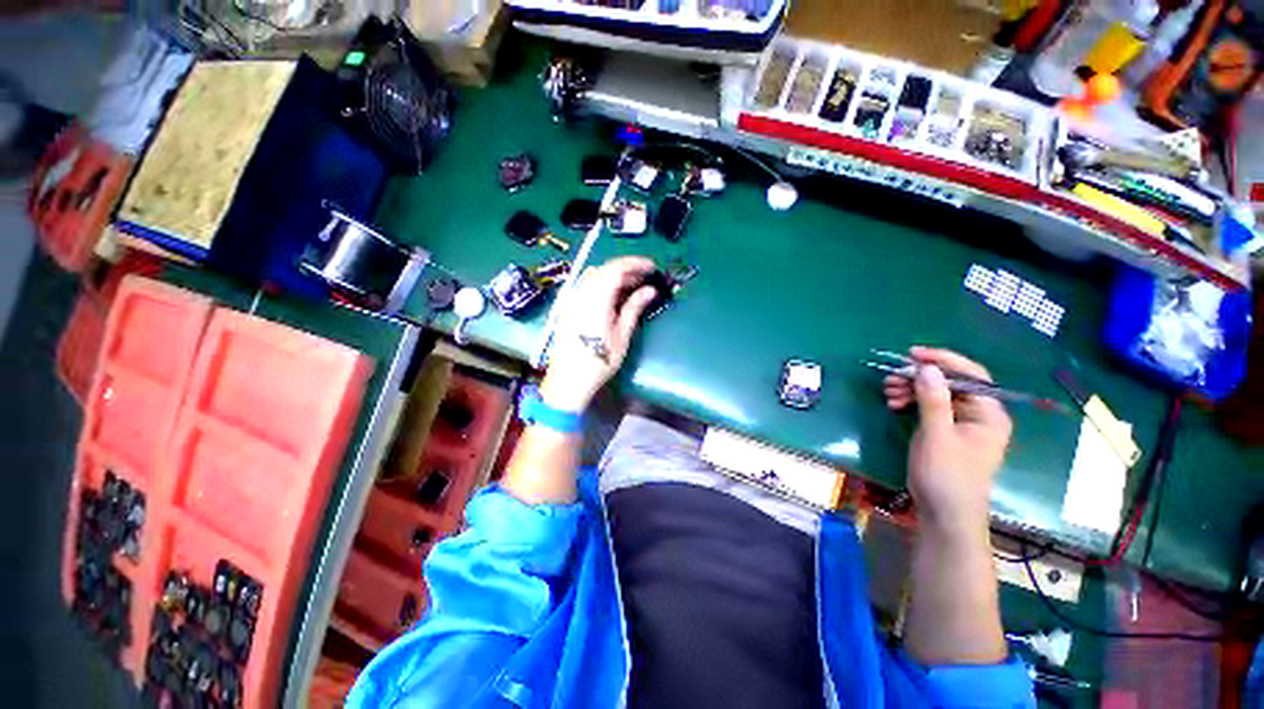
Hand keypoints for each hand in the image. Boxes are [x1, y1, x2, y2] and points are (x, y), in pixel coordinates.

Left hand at [539, 256, 657, 412]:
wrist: (568, 380)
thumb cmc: (598, 361)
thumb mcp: (621, 336)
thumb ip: (634, 308)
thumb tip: (650, 290)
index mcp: (595, 299)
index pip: (615, 268)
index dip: (635, 263)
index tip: (652, 267)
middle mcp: (580, 293)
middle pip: (604, 270)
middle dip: (626, 270)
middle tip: (645, 280)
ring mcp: (571, 299)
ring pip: (593, 276)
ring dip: (613, 276)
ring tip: (631, 288)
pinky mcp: (567, 307)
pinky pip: (585, 286)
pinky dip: (602, 284)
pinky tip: (612, 297)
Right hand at [883, 347, 1011, 535]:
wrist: (944, 514)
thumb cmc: (946, 475)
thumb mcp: (937, 435)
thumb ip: (933, 399)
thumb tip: (927, 368)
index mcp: (989, 413)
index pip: (970, 375)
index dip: (942, 360)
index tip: (911, 354)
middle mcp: (979, 415)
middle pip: (950, 383)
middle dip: (920, 377)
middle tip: (890, 378)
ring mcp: (962, 424)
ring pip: (937, 394)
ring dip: (912, 389)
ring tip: (888, 392)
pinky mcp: (946, 432)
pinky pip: (930, 407)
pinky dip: (912, 402)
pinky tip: (894, 404)